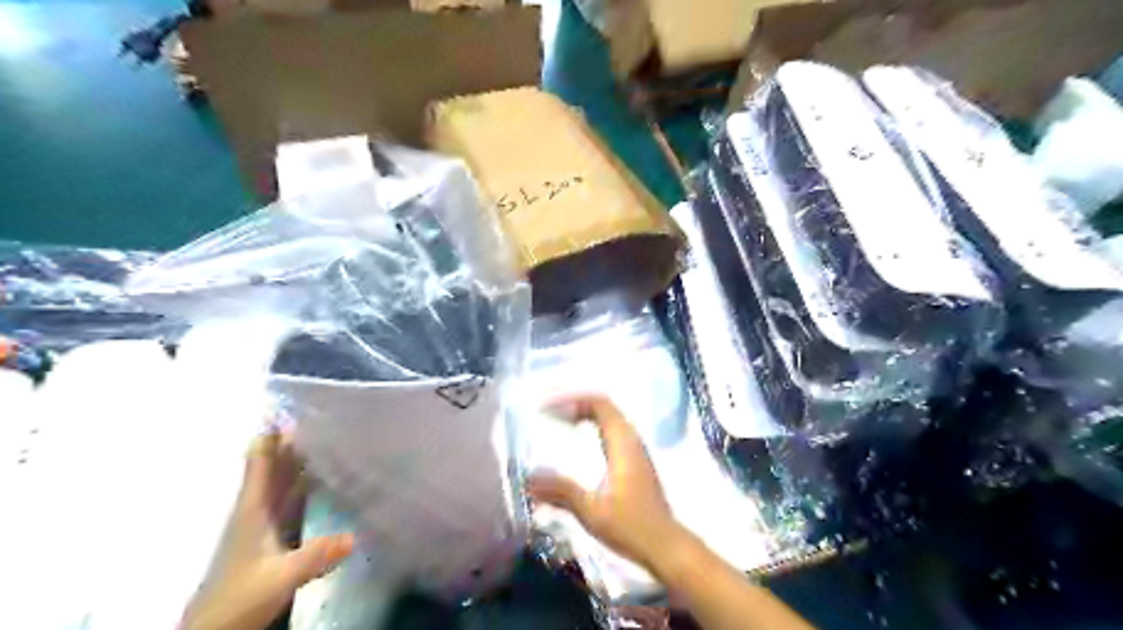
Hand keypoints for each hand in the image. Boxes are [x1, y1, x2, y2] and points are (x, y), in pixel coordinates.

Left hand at [183, 434, 351, 629]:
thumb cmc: (237, 599)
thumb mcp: (279, 578)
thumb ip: (315, 556)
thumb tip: (355, 535)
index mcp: (252, 509)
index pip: (261, 462)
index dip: (271, 435)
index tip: (288, 408)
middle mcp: (255, 510)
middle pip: (273, 467)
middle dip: (291, 441)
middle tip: (318, 415)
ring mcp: (260, 525)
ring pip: (280, 483)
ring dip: (297, 461)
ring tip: (322, 438)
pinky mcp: (268, 538)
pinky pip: (287, 500)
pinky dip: (300, 485)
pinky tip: (317, 481)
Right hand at [525, 400, 673, 569]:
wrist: (666, 546)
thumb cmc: (631, 526)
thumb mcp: (592, 511)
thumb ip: (561, 492)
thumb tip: (528, 479)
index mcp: (623, 444)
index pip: (599, 404)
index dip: (572, 399)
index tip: (547, 406)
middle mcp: (631, 440)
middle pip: (604, 407)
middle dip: (576, 402)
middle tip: (548, 408)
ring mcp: (636, 450)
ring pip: (610, 418)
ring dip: (585, 413)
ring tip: (559, 419)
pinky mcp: (635, 462)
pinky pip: (612, 431)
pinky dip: (593, 426)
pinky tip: (579, 440)